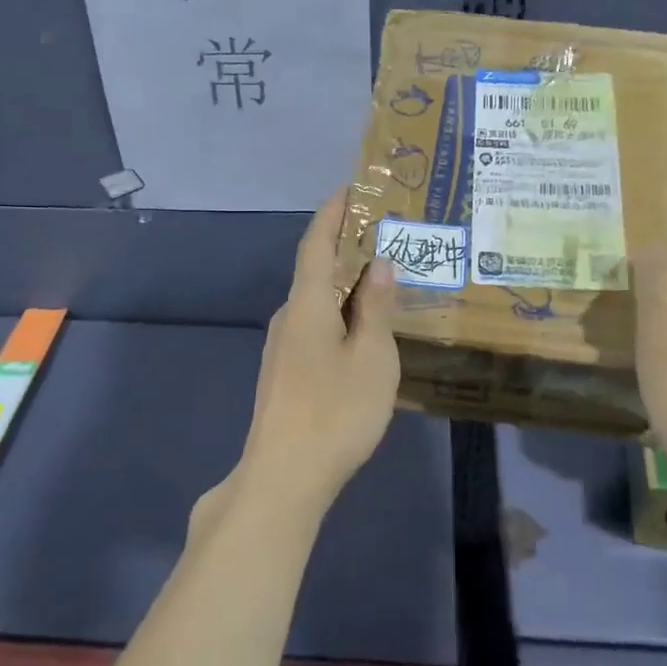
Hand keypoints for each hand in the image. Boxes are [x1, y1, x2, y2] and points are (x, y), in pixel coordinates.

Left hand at [223, 193, 400, 526]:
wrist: (284, 477)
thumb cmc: (335, 410)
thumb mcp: (371, 357)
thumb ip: (375, 307)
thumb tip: (379, 263)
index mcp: (307, 303)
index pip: (317, 243)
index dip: (333, 212)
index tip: (352, 188)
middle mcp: (288, 316)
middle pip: (315, 269)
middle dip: (345, 247)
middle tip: (385, 235)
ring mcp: (282, 346)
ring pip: (316, 301)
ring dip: (344, 283)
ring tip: (381, 279)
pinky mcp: (284, 372)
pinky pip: (314, 325)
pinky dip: (338, 312)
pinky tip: (361, 329)